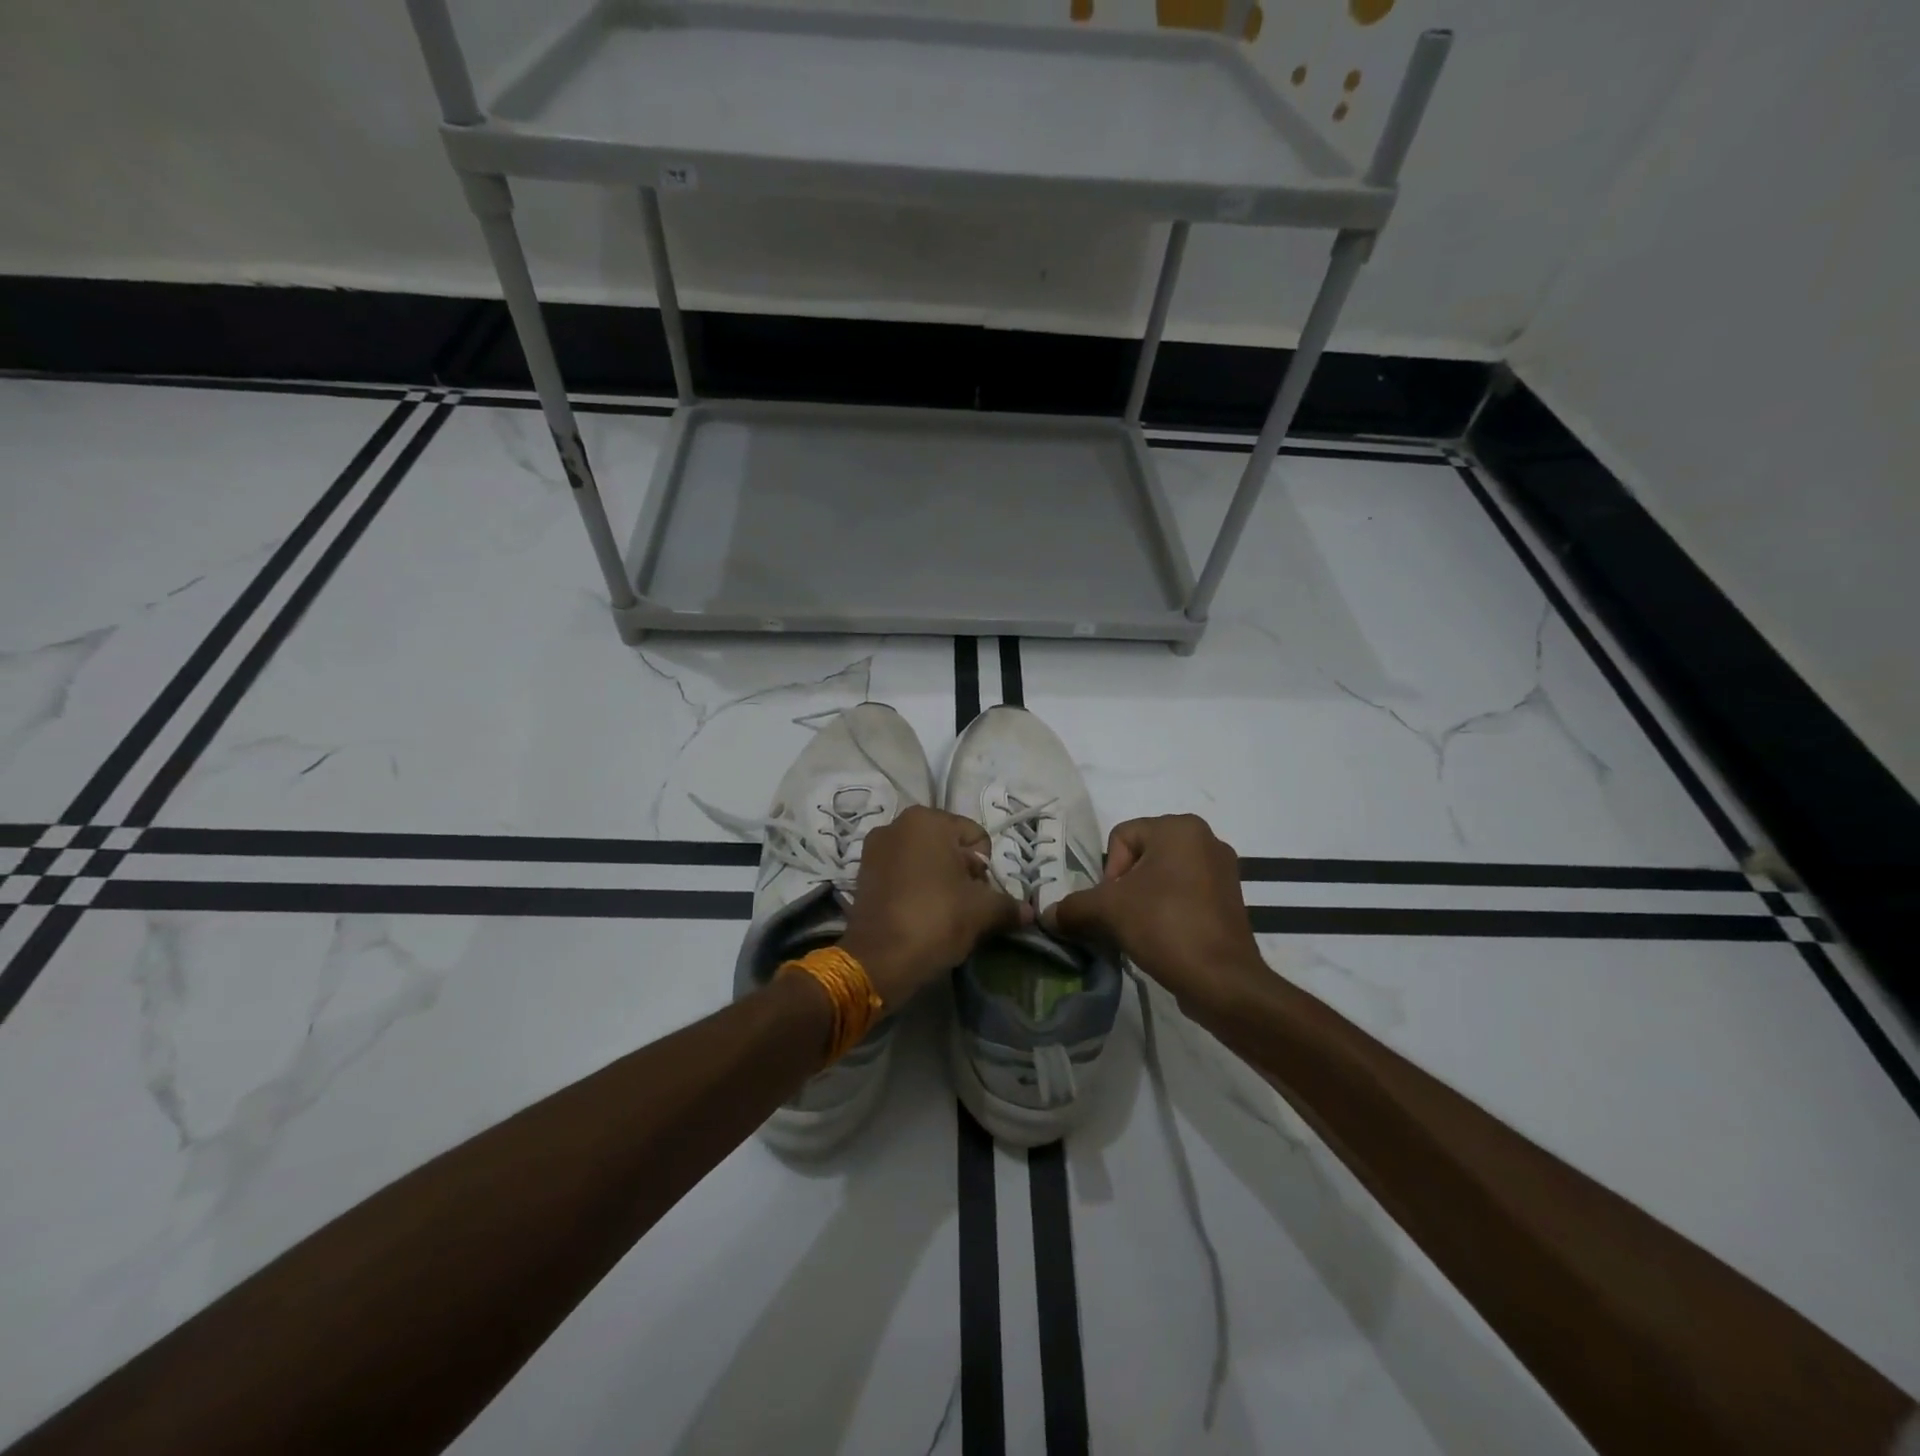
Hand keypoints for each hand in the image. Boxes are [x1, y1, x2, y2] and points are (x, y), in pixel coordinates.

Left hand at [839, 806, 1029, 1008]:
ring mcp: (875, 848)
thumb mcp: (982, 911)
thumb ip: (1008, 905)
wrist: (879, 959)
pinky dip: (915, 888)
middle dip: (962, 873)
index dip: (985, 868)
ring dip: (939, 880)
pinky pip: (901, 873)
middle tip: (965, 906)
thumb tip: (1029, 912)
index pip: (976, 837)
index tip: (979, 895)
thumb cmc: (936, 919)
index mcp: (927, 820)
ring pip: (924, 860)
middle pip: (948, 846)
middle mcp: (897, 824)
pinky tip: (920, 914)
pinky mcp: (862, 874)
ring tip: (943, 912)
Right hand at [1045, 814, 1265, 1014]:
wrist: (1223, 981)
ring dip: (1145, 900)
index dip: (1108, 872)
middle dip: (1125, 887)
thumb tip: (1046, 915)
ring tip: (1142, 931)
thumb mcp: (1108, 911)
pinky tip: (1165, 937)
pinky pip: (1186, 894)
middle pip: (1141, 856)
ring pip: (1163, 877)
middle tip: (1124, 918)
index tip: (1115, 904)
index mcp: (1179, 827)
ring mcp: (1223, 870)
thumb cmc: (1165, 927)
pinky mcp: (1231, 899)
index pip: (1121, 837)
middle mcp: (1206, 838)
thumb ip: (1072, 907)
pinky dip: (1169, 911)